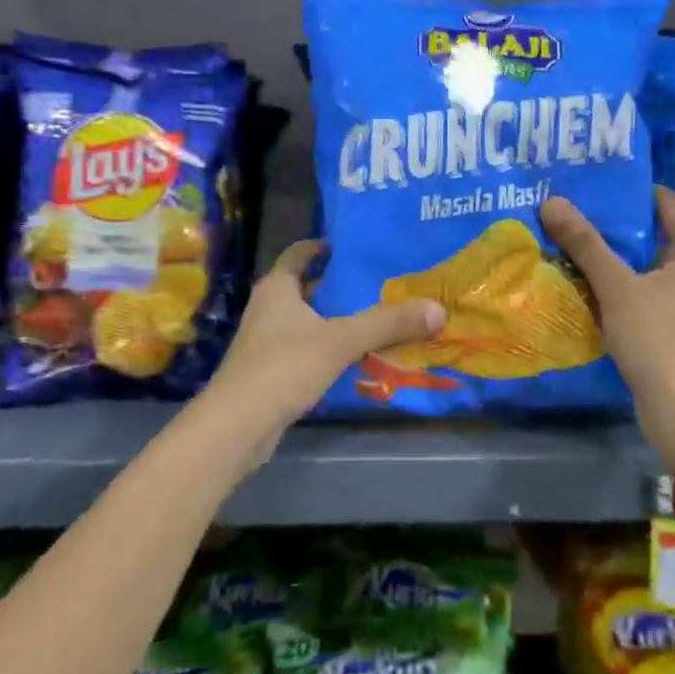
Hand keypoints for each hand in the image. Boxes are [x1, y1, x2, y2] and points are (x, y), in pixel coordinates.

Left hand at [202, 239, 444, 443]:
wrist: (237, 426)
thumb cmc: (284, 367)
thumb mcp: (341, 340)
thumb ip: (388, 324)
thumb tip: (437, 308)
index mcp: (277, 289)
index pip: (298, 255)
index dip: (321, 248)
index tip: (349, 247)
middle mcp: (267, 309)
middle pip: (305, 288)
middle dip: (338, 286)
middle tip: (378, 284)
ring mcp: (264, 343)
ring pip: (306, 322)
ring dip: (334, 320)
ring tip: (374, 319)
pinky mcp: (268, 373)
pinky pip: (304, 350)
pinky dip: (327, 349)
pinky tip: (353, 359)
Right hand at [542, 188, 674, 467]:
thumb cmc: (656, 337)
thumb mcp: (616, 286)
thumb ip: (585, 244)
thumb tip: (552, 201)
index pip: (666, 202)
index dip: (631, 189)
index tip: (594, 181)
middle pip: (654, 231)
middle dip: (616, 221)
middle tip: (574, 206)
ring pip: (646, 262)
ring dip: (614, 253)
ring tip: (573, 237)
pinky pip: (644, 287)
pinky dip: (619, 280)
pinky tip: (587, 279)